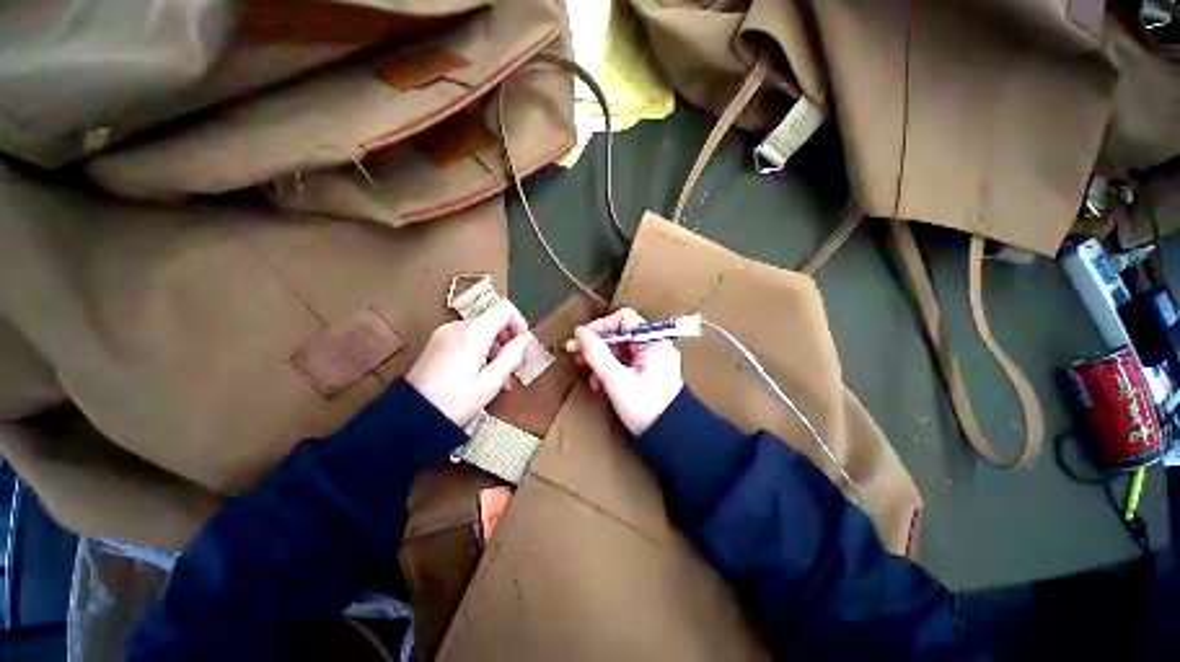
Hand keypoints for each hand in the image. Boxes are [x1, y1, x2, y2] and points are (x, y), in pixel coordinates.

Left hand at [408, 300, 534, 427]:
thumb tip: (527, 339)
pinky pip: (467, 337)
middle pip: (493, 320)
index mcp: (473, 333)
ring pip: (481, 330)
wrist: (410, 417)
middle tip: (512, 368)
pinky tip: (479, 373)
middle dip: (507, 341)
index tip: (522, 345)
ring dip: (495, 348)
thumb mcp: (490, 382)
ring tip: (497, 377)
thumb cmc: (454, 402)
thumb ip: (512, 356)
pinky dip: (479, 350)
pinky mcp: (437, 342)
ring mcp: (444, 333)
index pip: (505, 308)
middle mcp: (457, 326)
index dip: (519, 323)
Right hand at [574, 308, 683, 435]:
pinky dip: (609, 369)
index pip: (623, 319)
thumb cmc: (644, 407)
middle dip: (597, 346)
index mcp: (652, 342)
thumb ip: (596, 353)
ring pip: (619, 350)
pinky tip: (599, 383)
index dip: (601, 326)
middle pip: (619, 334)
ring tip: (589, 376)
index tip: (582, 340)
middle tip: (578, 358)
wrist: (669, 437)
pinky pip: (624, 362)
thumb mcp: (615, 379)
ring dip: (600, 360)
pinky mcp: (647, 372)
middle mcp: (654, 346)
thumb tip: (579, 331)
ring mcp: (651, 360)